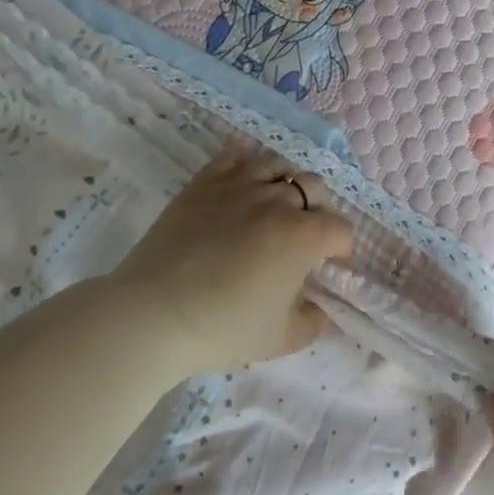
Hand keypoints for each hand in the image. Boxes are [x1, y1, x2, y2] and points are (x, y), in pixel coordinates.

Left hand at [109, 139, 352, 374]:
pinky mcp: (205, 182)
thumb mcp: (282, 339)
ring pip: (278, 165)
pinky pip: (235, 155)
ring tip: (274, 204)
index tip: (328, 264)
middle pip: (315, 189)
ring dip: (285, 184)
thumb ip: (313, 321)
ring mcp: (239, 185)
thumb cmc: (222, 328)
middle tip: (302, 236)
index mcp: (303, 235)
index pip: (340, 228)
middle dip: (317, 211)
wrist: (153, 314)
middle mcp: (277, 201)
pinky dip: (246, 162)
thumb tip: (319, 307)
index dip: (340, 248)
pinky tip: (244, 179)